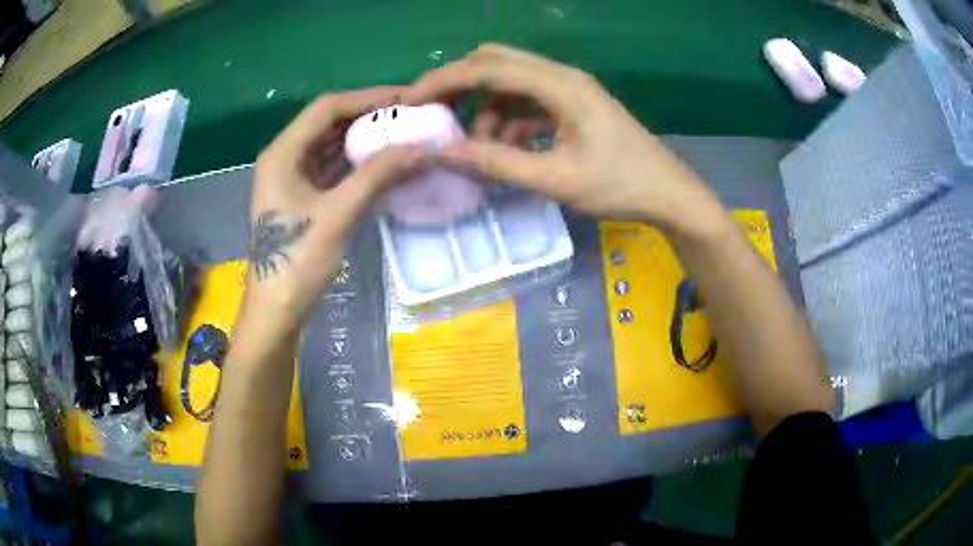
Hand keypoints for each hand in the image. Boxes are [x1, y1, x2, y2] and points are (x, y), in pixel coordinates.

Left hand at [246, 87, 427, 327]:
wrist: (276, 311)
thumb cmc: (296, 262)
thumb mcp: (337, 215)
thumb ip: (377, 176)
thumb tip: (422, 148)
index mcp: (283, 154)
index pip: (327, 109)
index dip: (367, 99)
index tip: (406, 98)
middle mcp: (285, 158)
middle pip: (329, 124)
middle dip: (368, 116)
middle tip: (410, 116)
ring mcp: (293, 179)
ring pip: (331, 146)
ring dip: (364, 138)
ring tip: (403, 133)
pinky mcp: (303, 198)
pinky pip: (333, 169)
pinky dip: (357, 163)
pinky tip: (384, 161)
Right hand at [405, 44, 722, 230]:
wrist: (669, 195)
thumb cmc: (619, 186)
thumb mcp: (555, 179)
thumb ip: (497, 163)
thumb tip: (444, 153)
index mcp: (560, 85)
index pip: (488, 67)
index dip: (444, 80)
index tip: (411, 101)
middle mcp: (562, 76)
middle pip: (497, 62)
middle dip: (461, 85)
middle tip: (436, 115)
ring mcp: (570, 89)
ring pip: (511, 82)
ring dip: (486, 108)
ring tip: (480, 148)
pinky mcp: (574, 105)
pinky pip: (529, 101)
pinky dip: (509, 119)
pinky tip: (507, 148)